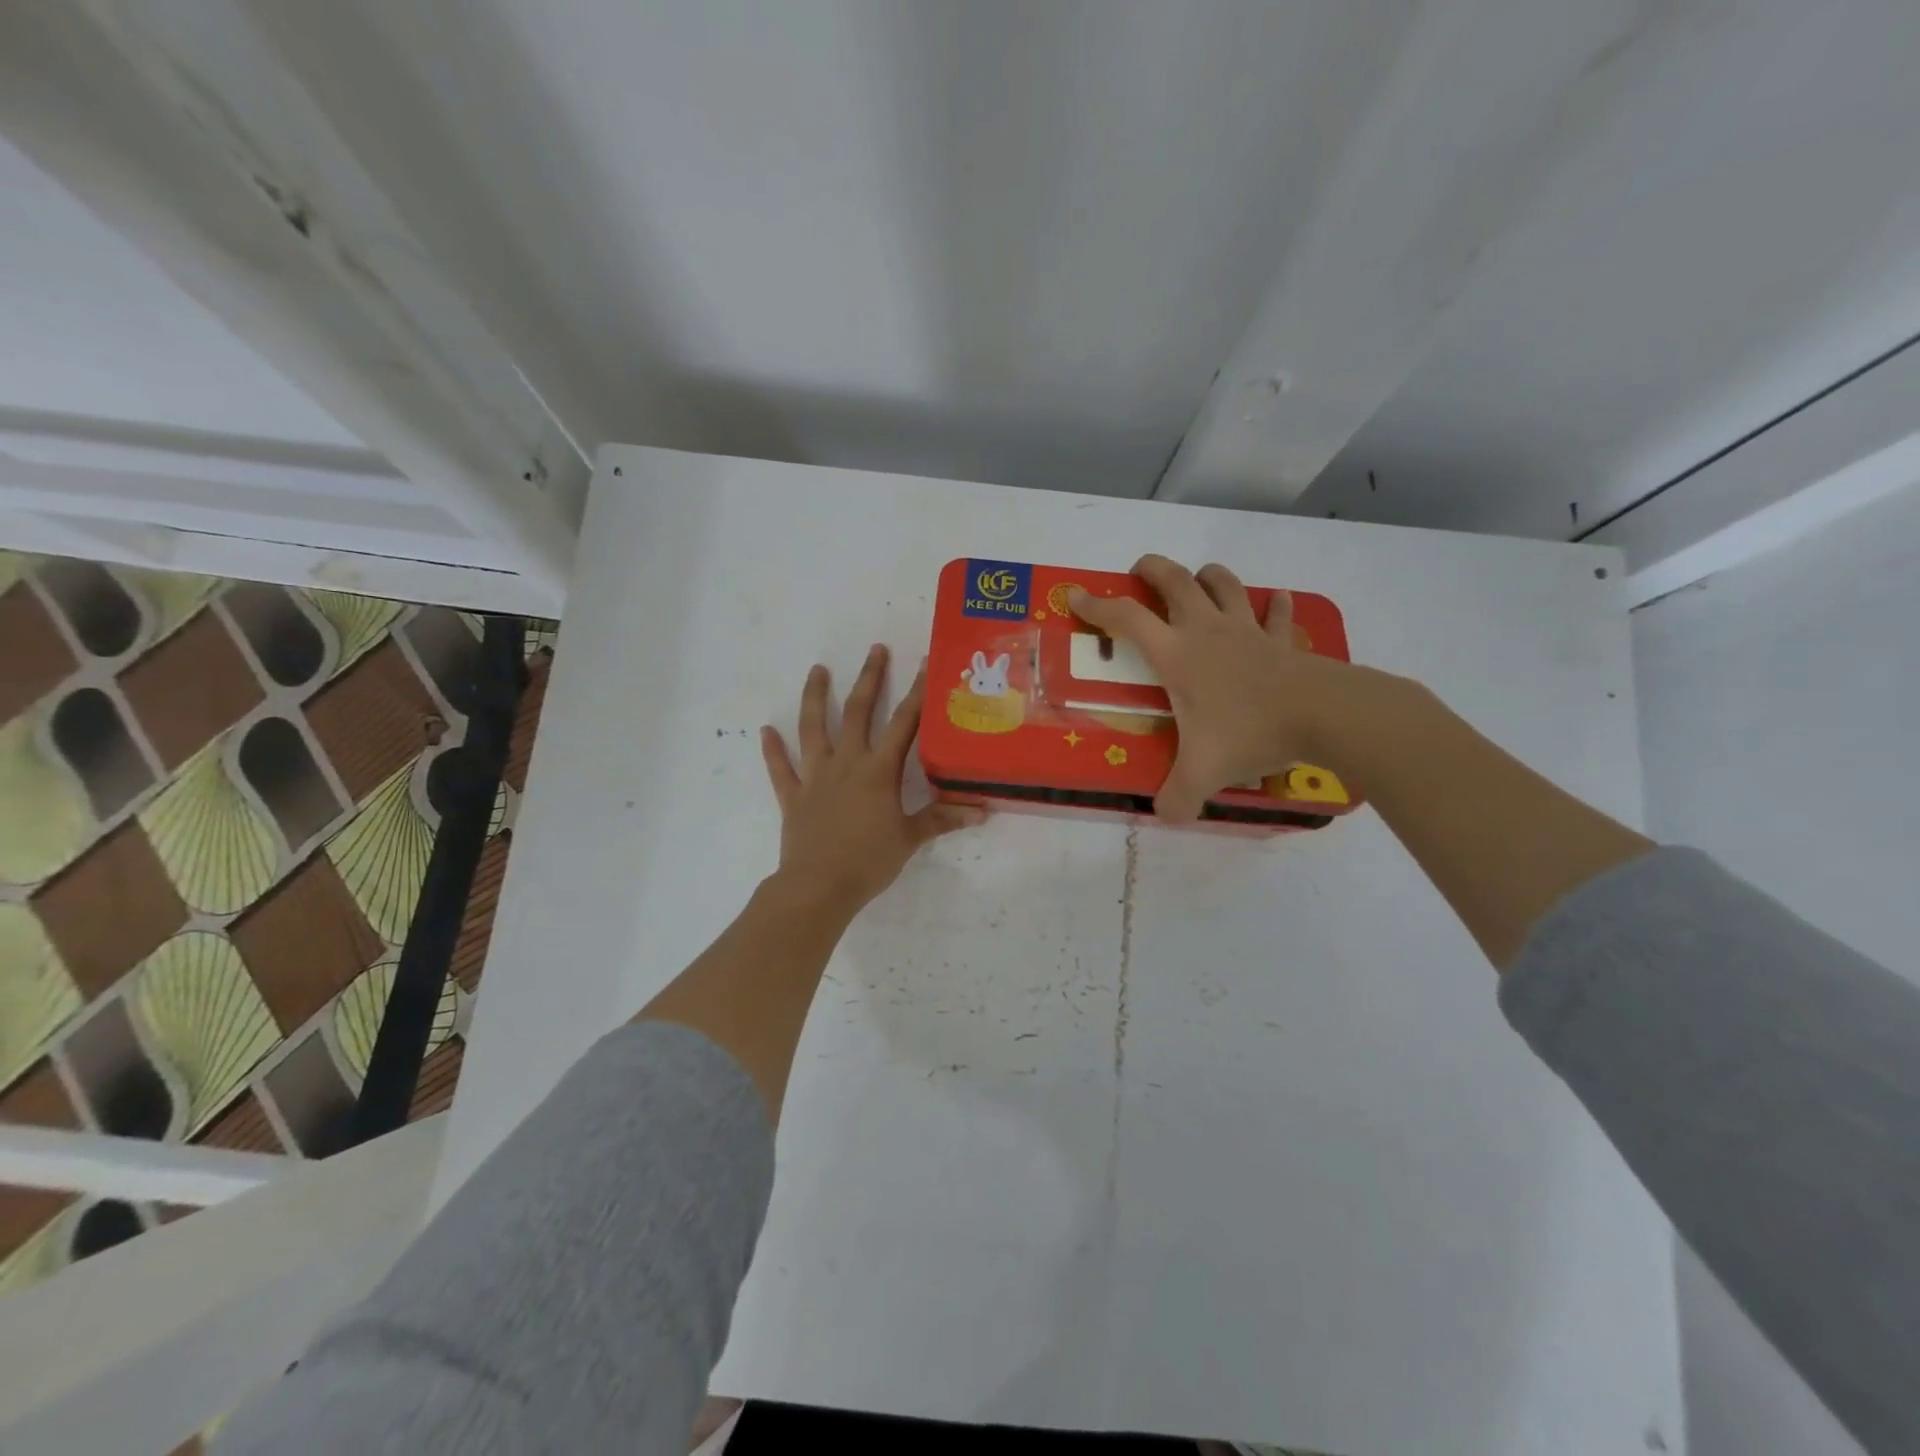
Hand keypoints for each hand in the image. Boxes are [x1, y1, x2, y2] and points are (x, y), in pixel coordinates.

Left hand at [760, 644, 984, 910]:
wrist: (819, 886)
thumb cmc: (869, 860)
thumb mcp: (911, 838)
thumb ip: (943, 819)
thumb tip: (983, 810)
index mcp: (878, 770)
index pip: (904, 723)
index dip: (917, 692)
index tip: (924, 662)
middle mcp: (846, 763)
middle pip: (858, 712)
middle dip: (869, 679)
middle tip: (875, 650)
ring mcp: (815, 777)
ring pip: (813, 728)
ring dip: (815, 697)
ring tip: (817, 670)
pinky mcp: (793, 796)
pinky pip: (781, 768)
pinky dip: (773, 750)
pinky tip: (765, 730)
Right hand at [1068, 555, 1385, 822]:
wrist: (1322, 715)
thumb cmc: (1250, 732)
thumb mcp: (1203, 773)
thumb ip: (1176, 797)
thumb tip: (1164, 817)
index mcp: (1177, 655)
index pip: (1127, 620)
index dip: (1098, 606)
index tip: (1077, 596)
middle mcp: (1207, 632)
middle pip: (1175, 581)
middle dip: (1153, 569)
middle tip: (1140, 569)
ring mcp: (1248, 630)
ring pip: (1224, 584)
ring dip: (1207, 576)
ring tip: (1198, 579)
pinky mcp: (1282, 640)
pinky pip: (1275, 613)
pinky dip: (1272, 605)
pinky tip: (1273, 603)